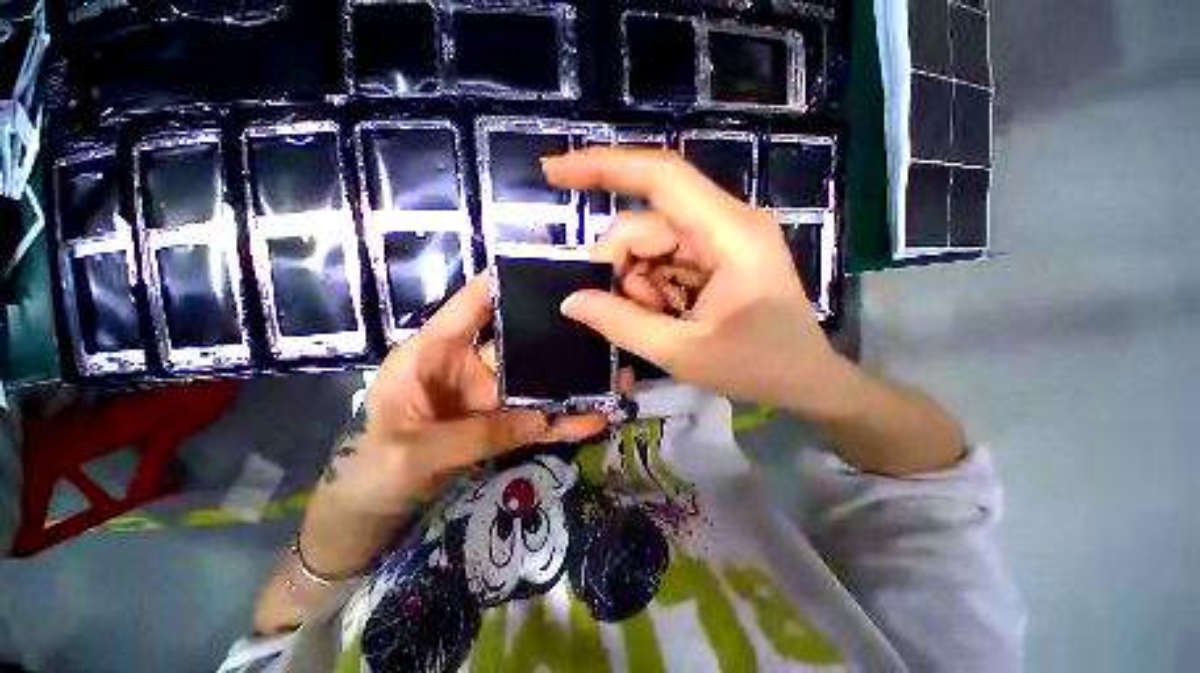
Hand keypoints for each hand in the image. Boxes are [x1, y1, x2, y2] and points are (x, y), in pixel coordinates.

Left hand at [321, 273, 609, 517]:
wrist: (374, 507)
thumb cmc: (373, 467)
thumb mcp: (414, 450)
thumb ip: (476, 434)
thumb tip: (541, 417)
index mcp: (434, 352)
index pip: (471, 304)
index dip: (503, 280)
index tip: (543, 259)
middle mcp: (469, 366)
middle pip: (519, 340)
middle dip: (556, 331)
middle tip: (599, 320)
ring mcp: (490, 396)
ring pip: (538, 381)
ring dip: (572, 380)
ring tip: (613, 374)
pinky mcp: (503, 423)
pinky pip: (538, 419)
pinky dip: (565, 420)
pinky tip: (595, 419)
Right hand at [543, 149, 854, 420]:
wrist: (806, 381)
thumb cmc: (757, 367)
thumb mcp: (682, 351)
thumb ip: (622, 324)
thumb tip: (572, 301)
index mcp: (729, 233)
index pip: (661, 176)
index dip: (604, 167)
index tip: (554, 171)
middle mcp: (726, 224)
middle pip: (648, 224)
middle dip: (622, 265)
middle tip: (615, 307)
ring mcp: (722, 240)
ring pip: (653, 245)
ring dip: (639, 283)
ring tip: (655, 320)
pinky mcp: (717, 258)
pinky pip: (667, 261)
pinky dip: (654, 288)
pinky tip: (666, 314)